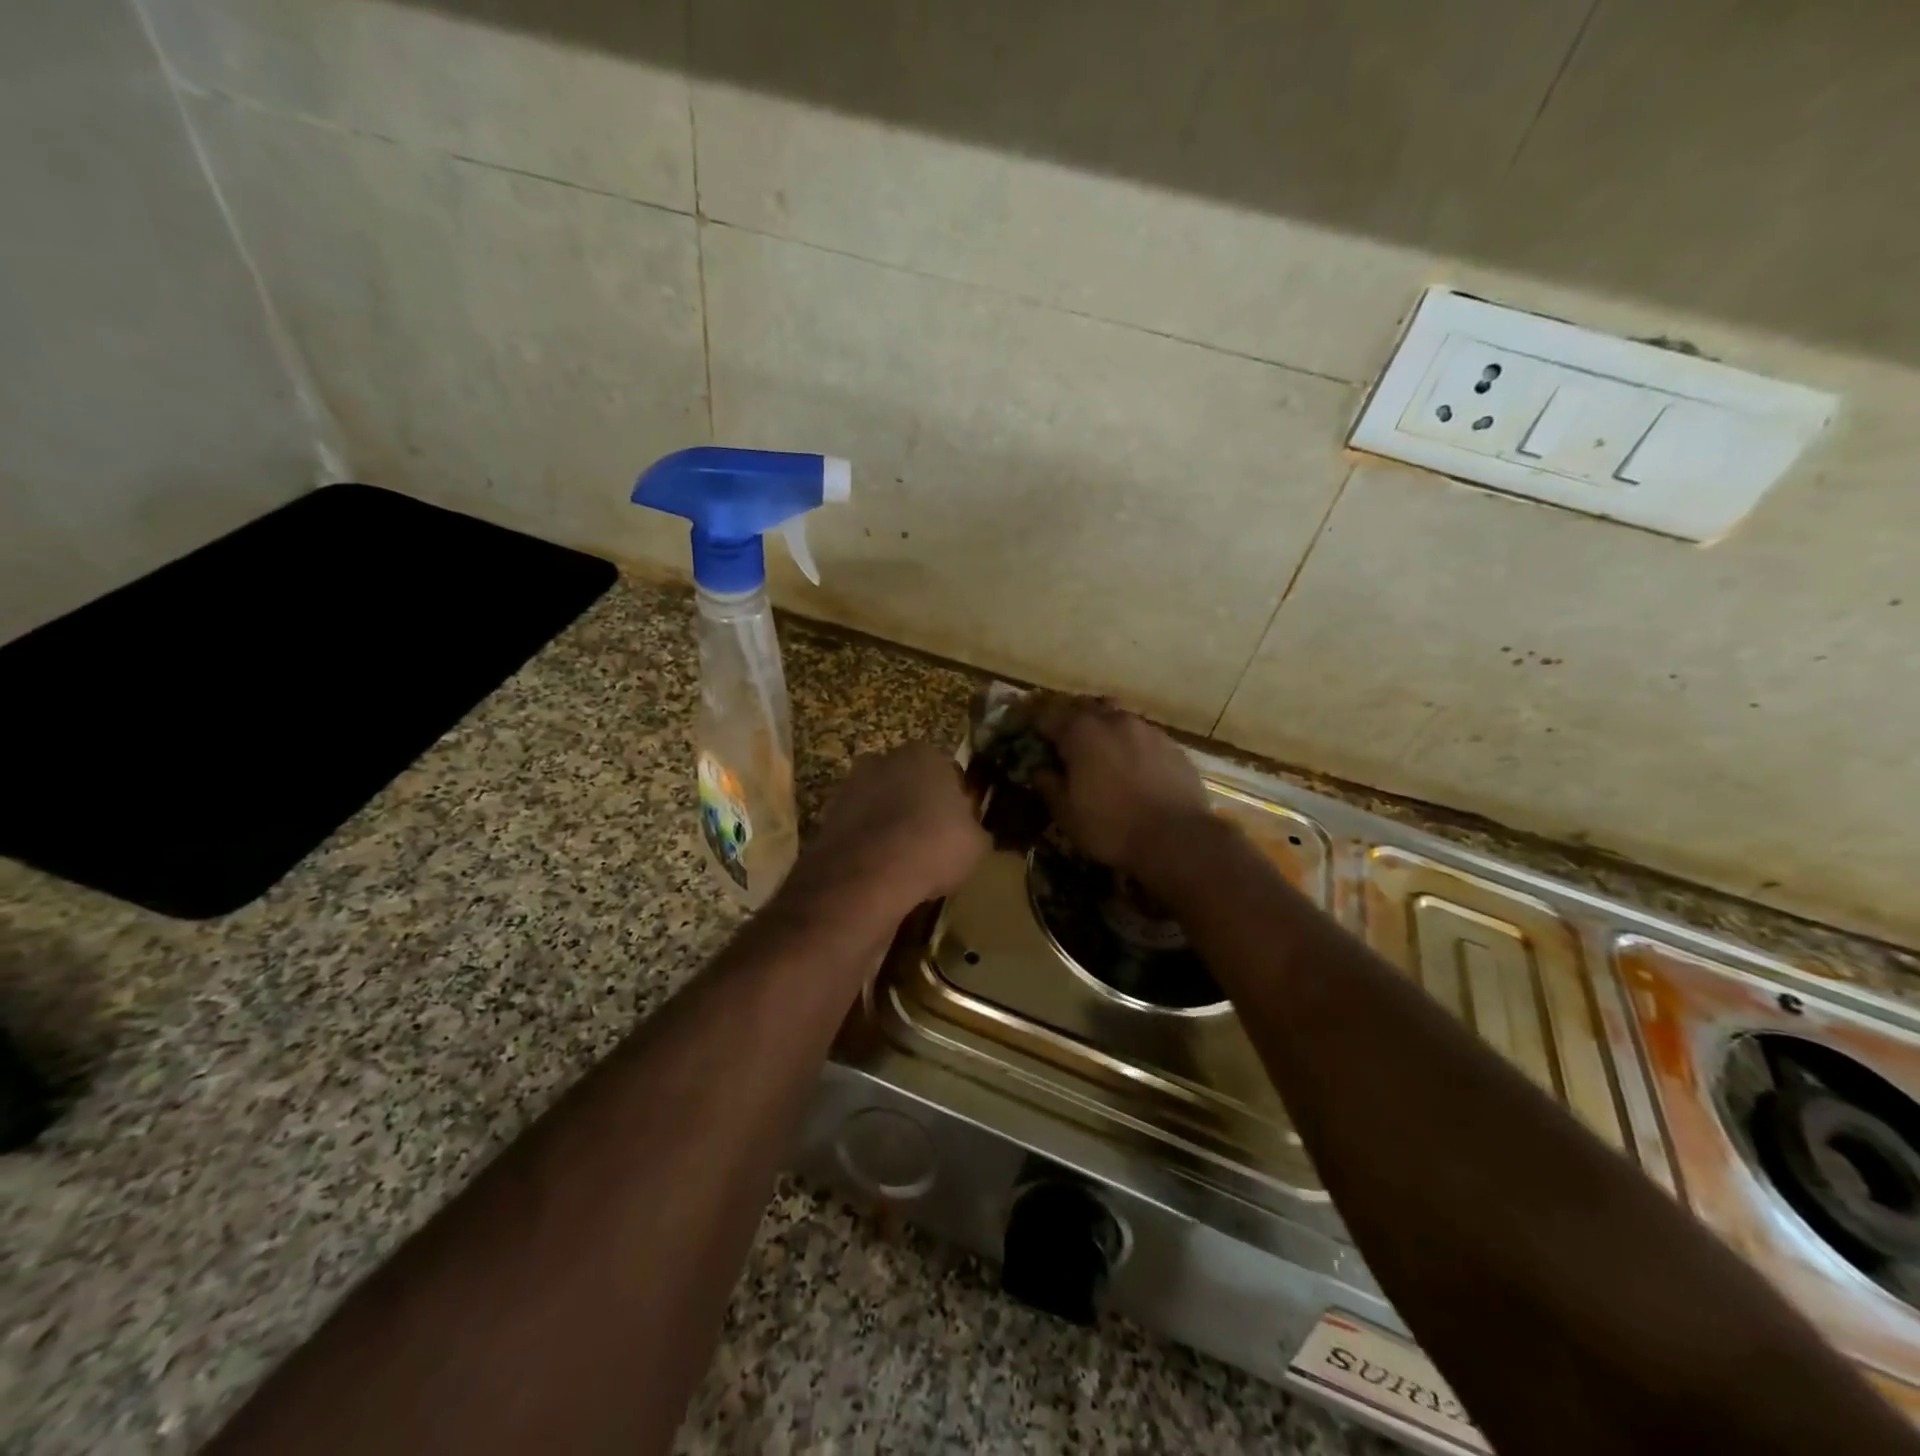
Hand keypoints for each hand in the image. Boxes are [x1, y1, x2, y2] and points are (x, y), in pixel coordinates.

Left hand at [783, 743, 988, 927]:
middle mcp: (883, 760)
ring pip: (880, 805)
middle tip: (930, 844)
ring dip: (889, 826)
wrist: (867, 876)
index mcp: (924, 754)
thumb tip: (968, 832)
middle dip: (917, 807)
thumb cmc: (933, 847)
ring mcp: (850, 786)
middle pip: (909, 784)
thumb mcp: (976, 844)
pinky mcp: (827, 816)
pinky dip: (868, 845)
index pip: (948, 773)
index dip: (956, 803)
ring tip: (903, 863)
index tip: (958, 830)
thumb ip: (972, 829)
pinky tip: (879, 872)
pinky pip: (859, 830)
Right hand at [1031, 695, 1210, 878]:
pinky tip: (1130, 763)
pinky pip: (1141, 734)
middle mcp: (1113, 720)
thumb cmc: (1111, 827)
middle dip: (1067, 717)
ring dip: (1101, 726)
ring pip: (1115, 716)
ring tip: (1097, 748)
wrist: (1177, 839)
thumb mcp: (1066, 813)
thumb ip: (1048, 784)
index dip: (1033, 720)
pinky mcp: (1171, 745)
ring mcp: (1146, 730)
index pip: (1047, 713)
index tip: (1026, 728)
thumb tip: (1038, 768)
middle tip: (1059, 736)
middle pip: (1083, 706)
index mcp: (1081, 732)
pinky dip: (1128, 742)